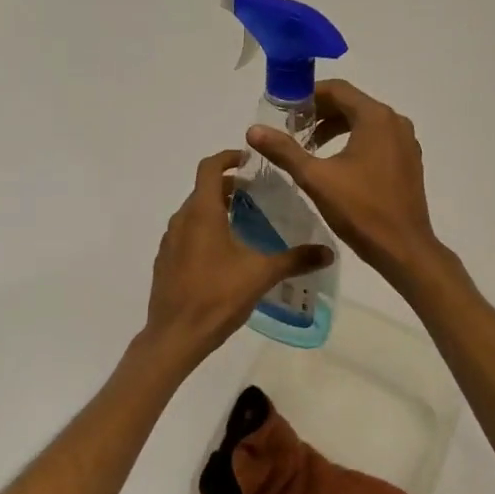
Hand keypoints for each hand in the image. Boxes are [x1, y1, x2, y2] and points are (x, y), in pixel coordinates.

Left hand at [138, 150, 332, 372]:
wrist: (175, 336)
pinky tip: (225, 254)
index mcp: (201, 212)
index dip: (228, 157)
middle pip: (203, 189)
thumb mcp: (261, 275)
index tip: (249, 160)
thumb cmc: (217, 297)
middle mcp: (181, 219)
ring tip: (245, 223)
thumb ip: (295, 259)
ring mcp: (170, 241)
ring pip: (194, 212)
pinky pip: (186, 233)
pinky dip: (204, 230)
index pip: (210, 167)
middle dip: (229, 187)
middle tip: (258, 196)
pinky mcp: (165, 261)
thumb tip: (328, 251)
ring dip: (217, 209)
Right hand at [245, 80, 448, 291]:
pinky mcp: (408, 160)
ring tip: (308, 146)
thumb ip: (284, 150)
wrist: (404, 250)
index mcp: (375, 118)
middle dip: (319, 112)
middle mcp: (394, 121)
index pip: (337, 89)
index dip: (307, 95)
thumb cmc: (360, 210)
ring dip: (335, 127)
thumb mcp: (315, 178)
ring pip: (364, 121)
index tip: (284, 111)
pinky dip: (353, 140)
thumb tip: (253, 130)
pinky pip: (376, 137)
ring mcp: (405, 141)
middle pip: (351, 103)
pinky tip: (335, 163)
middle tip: (291, 129)